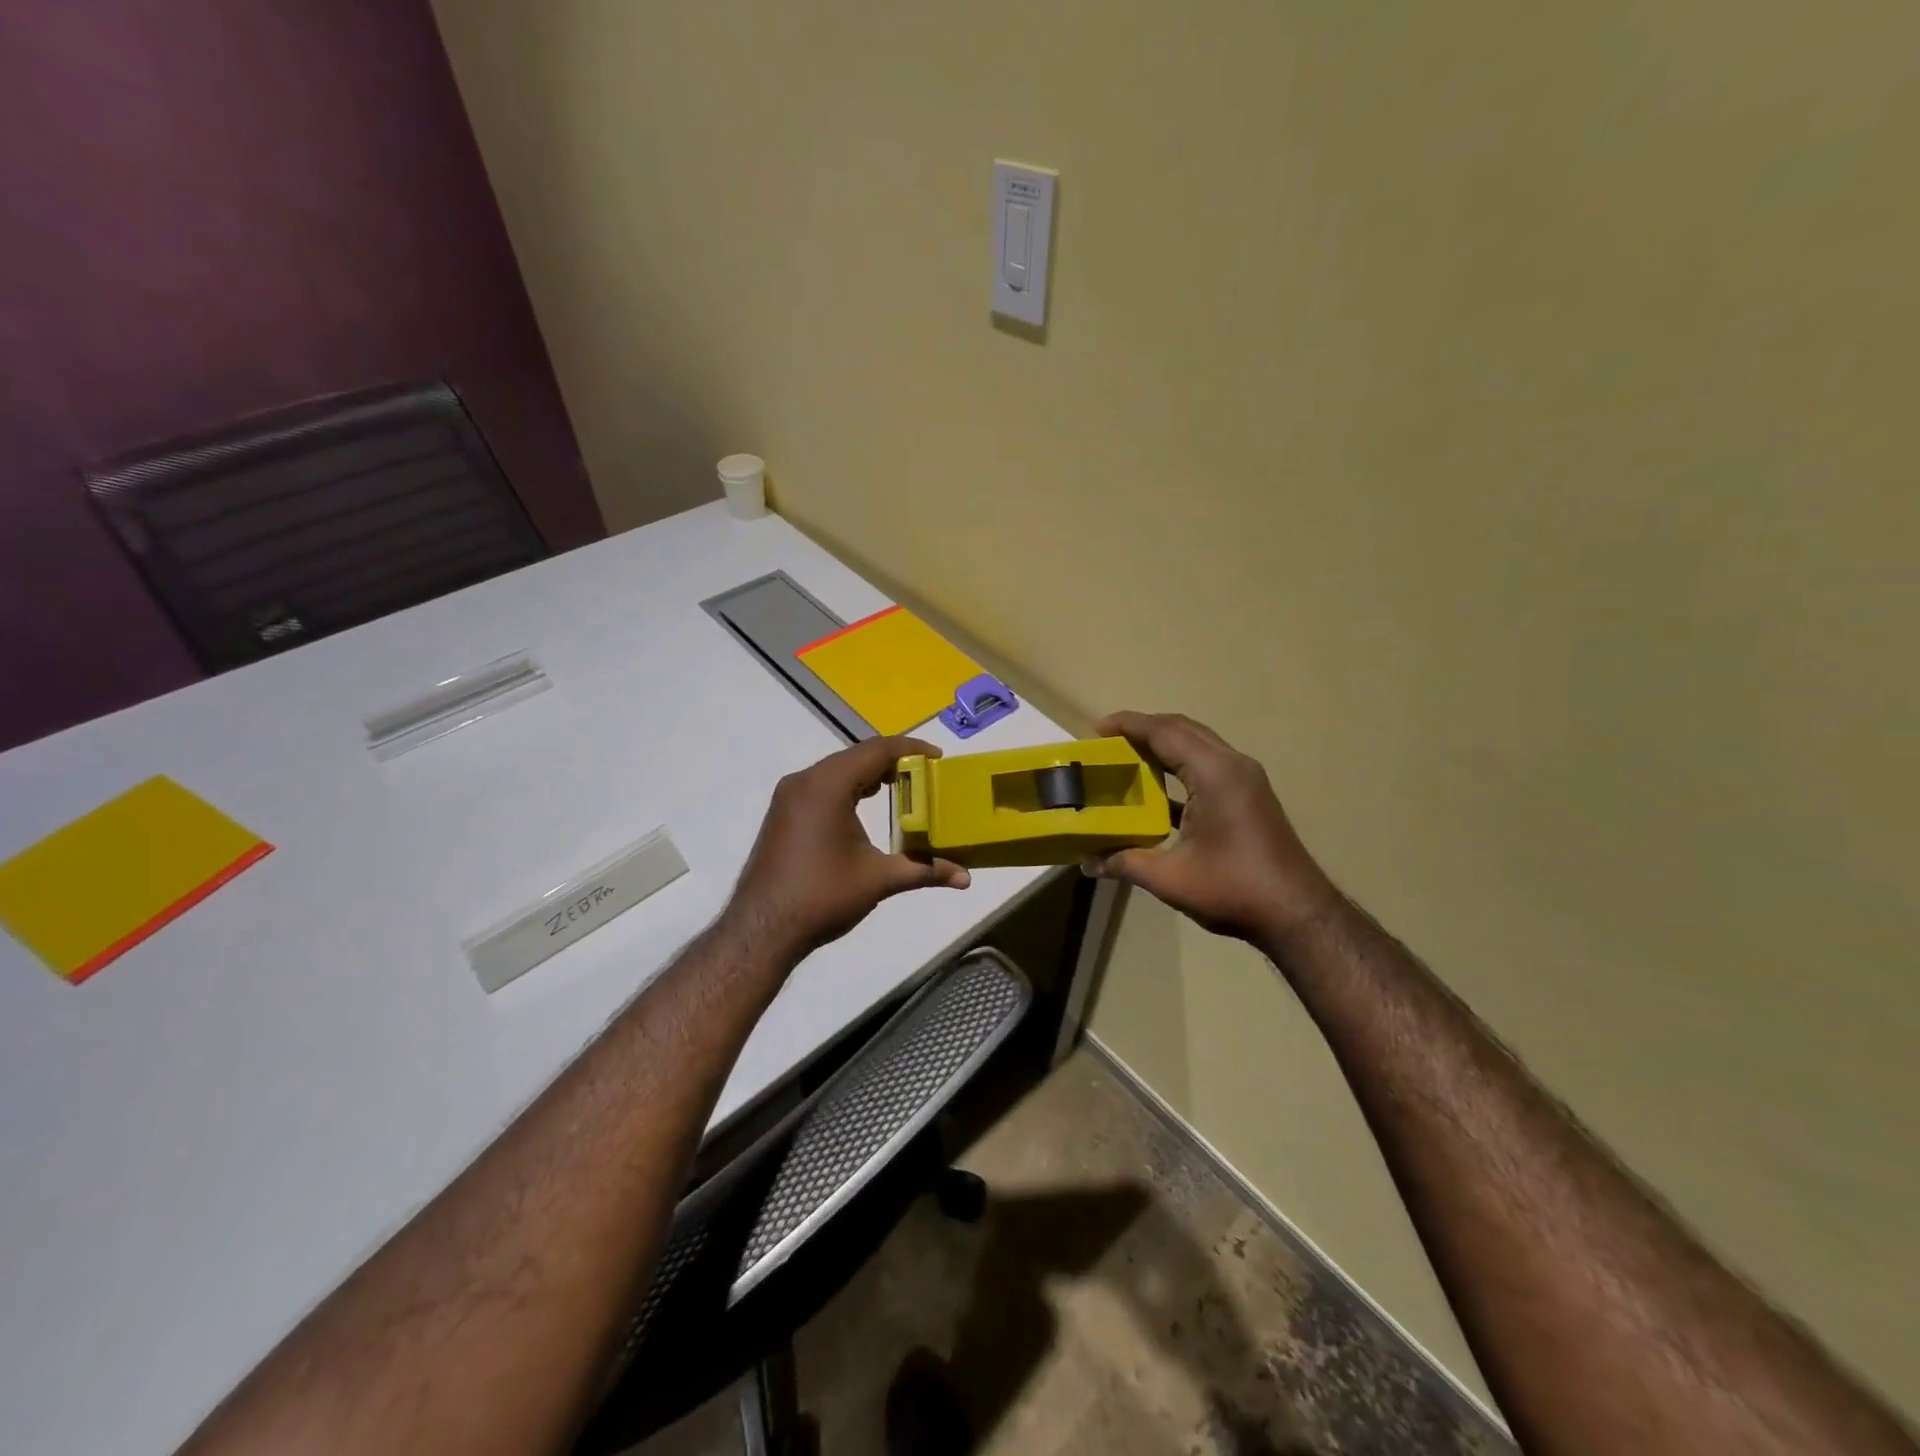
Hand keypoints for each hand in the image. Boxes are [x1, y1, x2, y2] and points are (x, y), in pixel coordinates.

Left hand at [726, 736, 970, 959]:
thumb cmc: (822, 896)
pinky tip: (865, 805)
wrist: (762, 929)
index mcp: (827, 785)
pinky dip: (849, 787)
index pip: (876, 750)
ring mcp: (789, 796)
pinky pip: (822, 785)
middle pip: (856, 756)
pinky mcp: (783, 813)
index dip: (910, 749)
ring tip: (903, 787)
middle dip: (893, 761)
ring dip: (869, 774)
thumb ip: (924, 870)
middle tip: (926, 774)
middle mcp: (805, 781)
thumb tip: (966, 877)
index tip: (938, 758)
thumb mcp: (879, 880)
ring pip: (837, 770)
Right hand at [1082, 712, 1337, 945]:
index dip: (1129, 725)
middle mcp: (1232, 766)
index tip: (1096, 729)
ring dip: (1163, 746)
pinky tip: (1156, 792)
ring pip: (1197, 746)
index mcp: (1214, 773)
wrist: (1297, 914)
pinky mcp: (1248, 797)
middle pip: (1183, 730)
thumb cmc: (1233, 889)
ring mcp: (1245, 780)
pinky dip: (1179, 768)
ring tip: (1127, 758)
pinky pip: (1207, 766)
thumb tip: (1086, 863)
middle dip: (1144, 729)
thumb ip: (1125, 862)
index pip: (1165, 732)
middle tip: (1108, 742)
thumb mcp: (1170, 878)